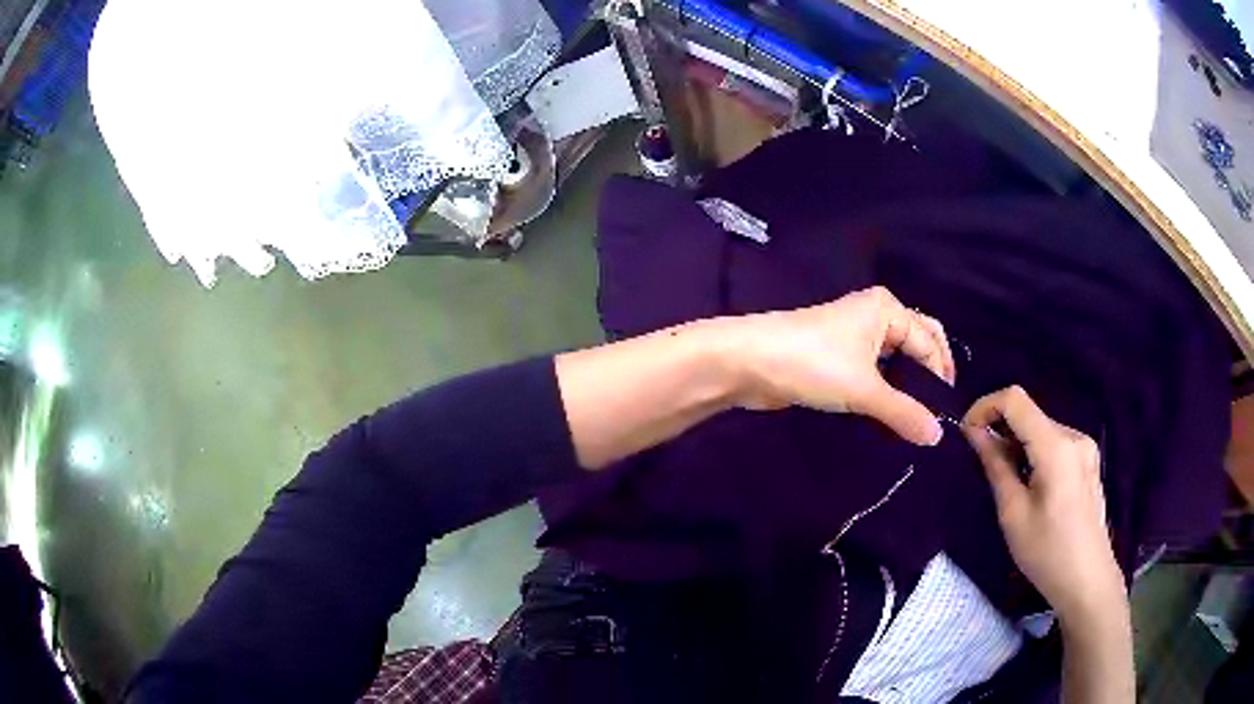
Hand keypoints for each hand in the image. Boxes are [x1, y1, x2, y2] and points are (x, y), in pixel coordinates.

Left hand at [729, 286, 954, 444]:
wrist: (749, 362)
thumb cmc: (813, 364)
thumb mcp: (865, 389)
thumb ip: (904, 413)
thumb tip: (938, 437)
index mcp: (888, 309)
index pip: (930, 342)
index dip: (941, 375)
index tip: (948, 414)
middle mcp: (875, 315)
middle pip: (917, 341)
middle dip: (930, 371)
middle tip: (938, 408)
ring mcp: (854, 334)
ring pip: (894, 357)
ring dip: (908, 381)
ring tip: (918, 414)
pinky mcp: (836, 355)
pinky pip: (874, 369)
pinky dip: (887, 386)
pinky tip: (890, 410)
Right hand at [961, 386, 1126, 620]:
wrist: (1087, 580)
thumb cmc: (1047, 553)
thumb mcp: (1013, 514)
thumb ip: (996, 466)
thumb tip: (976, 432)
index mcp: (1056, 447)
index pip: (1015, 400)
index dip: (985, 407)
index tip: (966, 433)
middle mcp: (1074, 436)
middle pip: (1029, 415)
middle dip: (1001, 431)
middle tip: (982, 466)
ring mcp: (1085, 447)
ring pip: (1041, 430)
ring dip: (1018, 445)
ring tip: (1008, 483)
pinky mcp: (1088, 461)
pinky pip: (1055, 444)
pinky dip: (1035, 454)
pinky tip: (1032, 487)